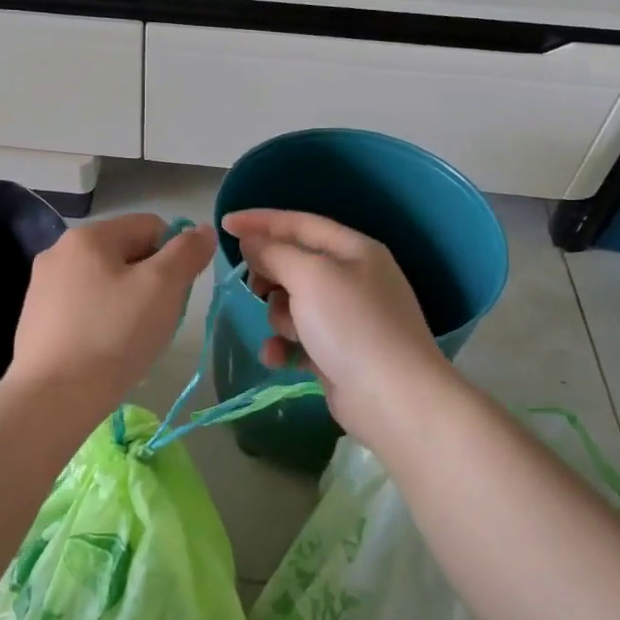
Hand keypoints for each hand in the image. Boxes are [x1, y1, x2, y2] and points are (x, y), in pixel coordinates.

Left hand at [8, 214, 214, 413]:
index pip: (150, 226)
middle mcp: (59, 252)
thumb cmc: (113, 335)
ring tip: (130, 341)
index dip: (173, 256)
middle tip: (155, 320)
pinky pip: (83, 308)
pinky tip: (104, 352)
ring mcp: (42, 286)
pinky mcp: (35, 319)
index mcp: (88, 236)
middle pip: (126, 254)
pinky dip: (101, 322)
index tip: (174, 294)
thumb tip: (203, 230)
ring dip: (126, 303)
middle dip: (149, 282)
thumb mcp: (163, 288)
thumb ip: (187, 252)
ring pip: (105, 283)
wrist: (53, 397)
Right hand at [221, 208, 457, 444]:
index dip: (261, 221)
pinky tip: (276, 358)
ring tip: (288, 332)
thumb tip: (252, 241)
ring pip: (293, 303)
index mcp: (354, 250)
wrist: (394, 398)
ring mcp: (347, 318)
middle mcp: (353, 278)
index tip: (225, 224)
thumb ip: (274, 253)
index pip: (300, 223)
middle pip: (295, 263)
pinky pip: (299, 338)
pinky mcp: (338, 353)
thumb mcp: (310, 277)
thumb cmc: (352, 325)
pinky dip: (285, 345)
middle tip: (254, 287)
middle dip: (271, 275)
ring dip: (279, 316)